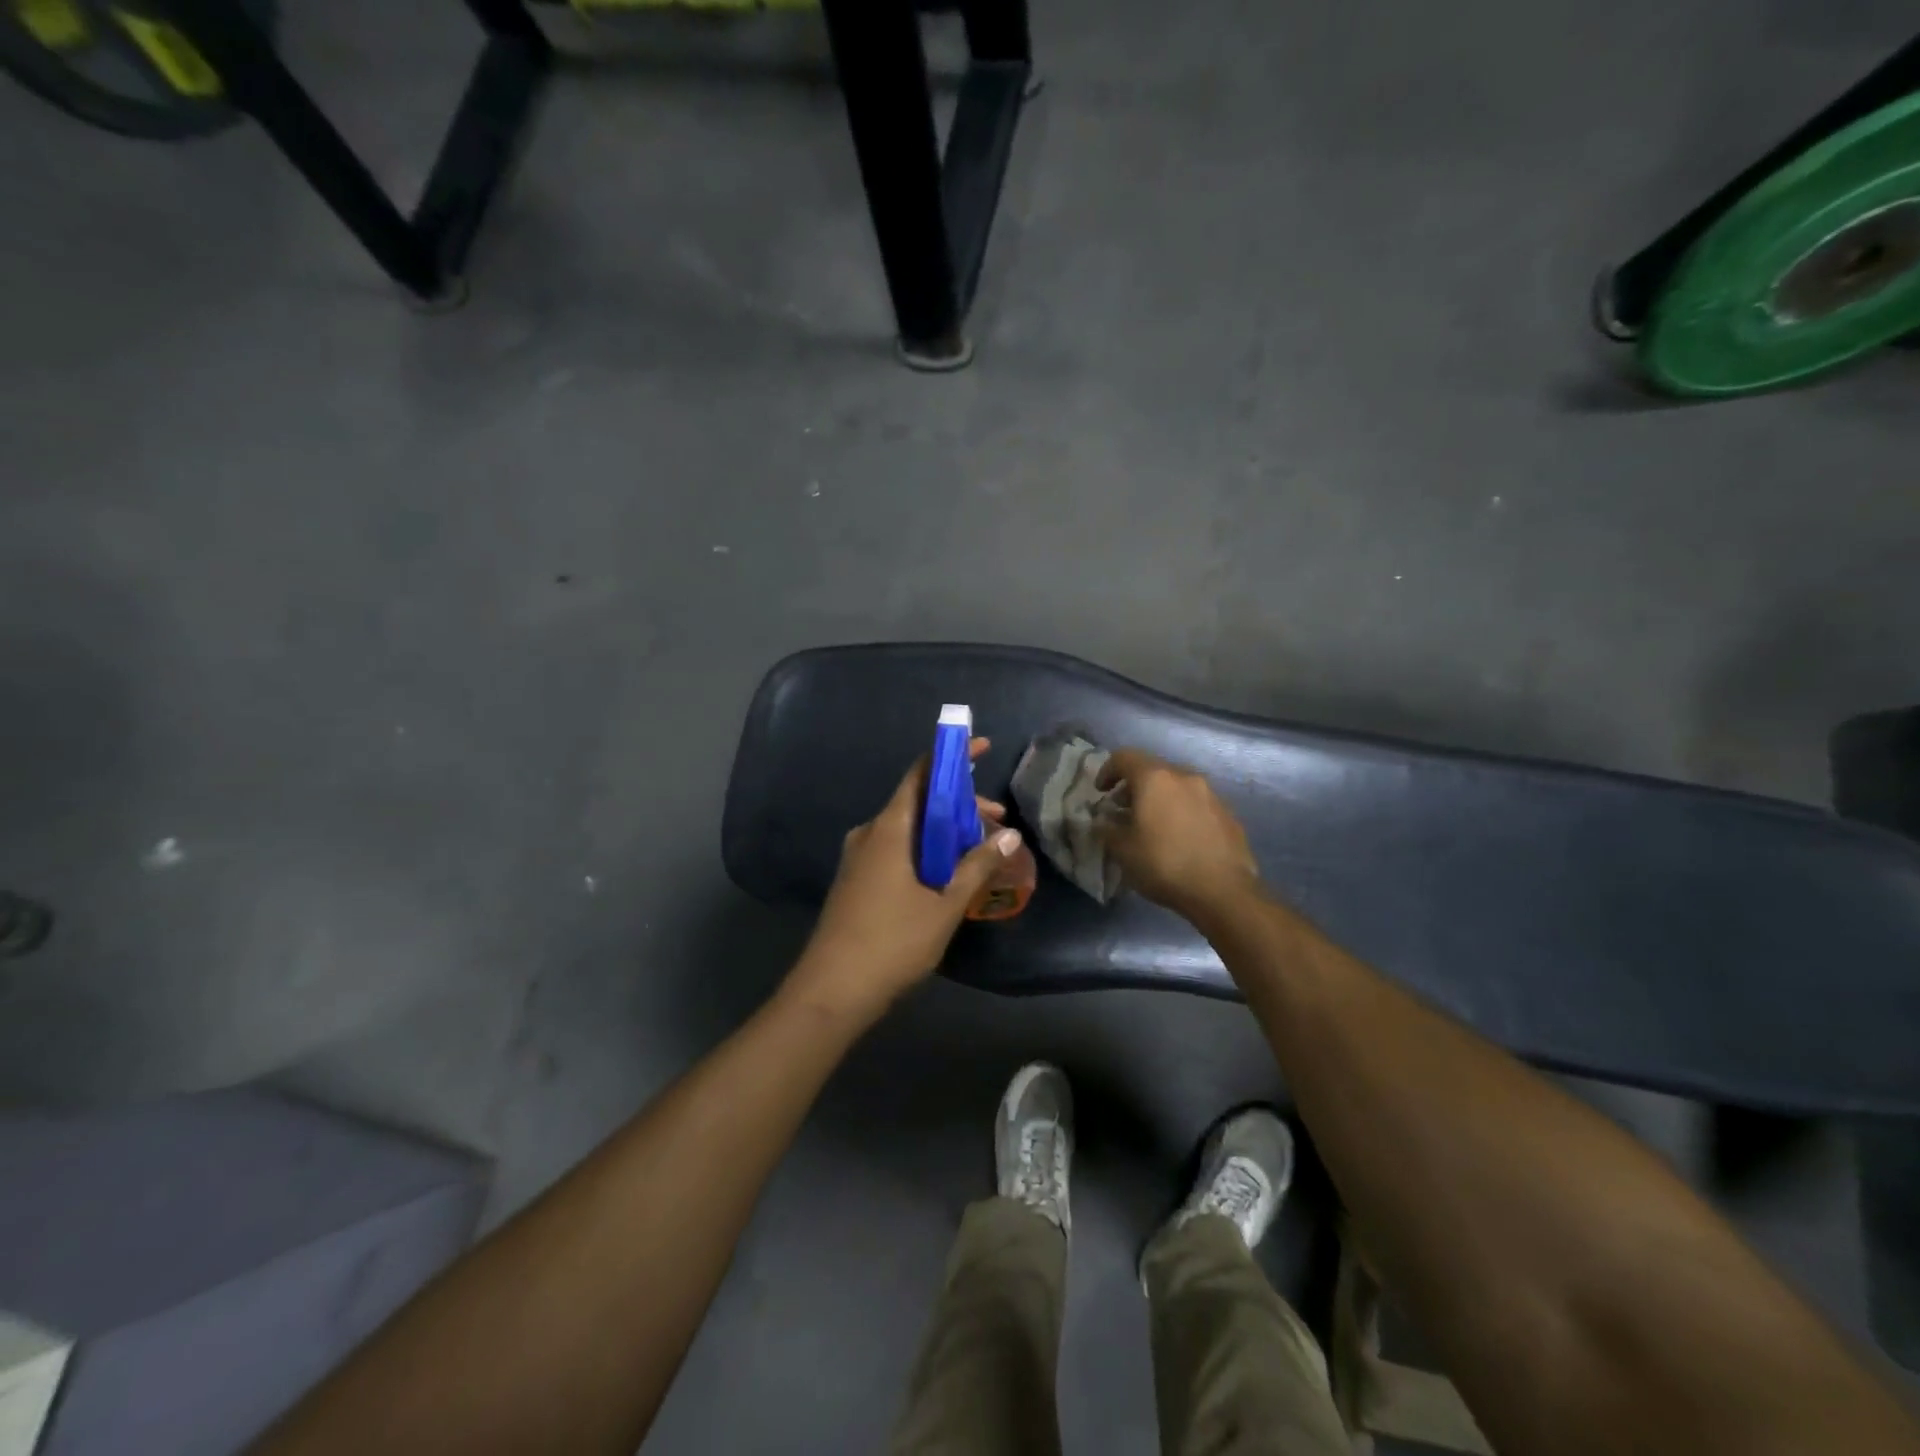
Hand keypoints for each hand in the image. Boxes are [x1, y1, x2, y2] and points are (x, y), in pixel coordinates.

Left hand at [787, 739, 1023, 1020]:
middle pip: (919, 802)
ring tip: (980, 852)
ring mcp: (859, 858)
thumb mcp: (944, 906)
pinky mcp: (857, 880)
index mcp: (889, 828)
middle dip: (960, 805)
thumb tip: (1010, 835)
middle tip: (997, 821)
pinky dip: (927, 850)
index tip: (981, 747)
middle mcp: (870, 833)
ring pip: (910, 829)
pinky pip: (897, 850)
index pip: (921, 774)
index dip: (951, 757)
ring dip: (945, 832)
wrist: (831, 991)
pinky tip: (949, 874)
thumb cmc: (891, 943)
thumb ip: (977, 867)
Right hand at [1097, 748, 1259, 918]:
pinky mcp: (1228, 814)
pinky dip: (1181, 811)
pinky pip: (1196, 803)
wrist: (1224, 891)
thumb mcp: (1123, 850)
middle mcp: (1184, 777)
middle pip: (1152, 769)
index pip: (1124, 757)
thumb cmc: (1164, 864)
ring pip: (1177, 786)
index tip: (1101, 792)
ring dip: (1159, 799)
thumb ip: (1107, 829)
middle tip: (1123, 810)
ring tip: (1151, 825)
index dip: (1107, 770)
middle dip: (1133, 786)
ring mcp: (1211, 794)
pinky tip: (1179, 839)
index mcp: (1155, 778)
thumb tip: (1103, 821)